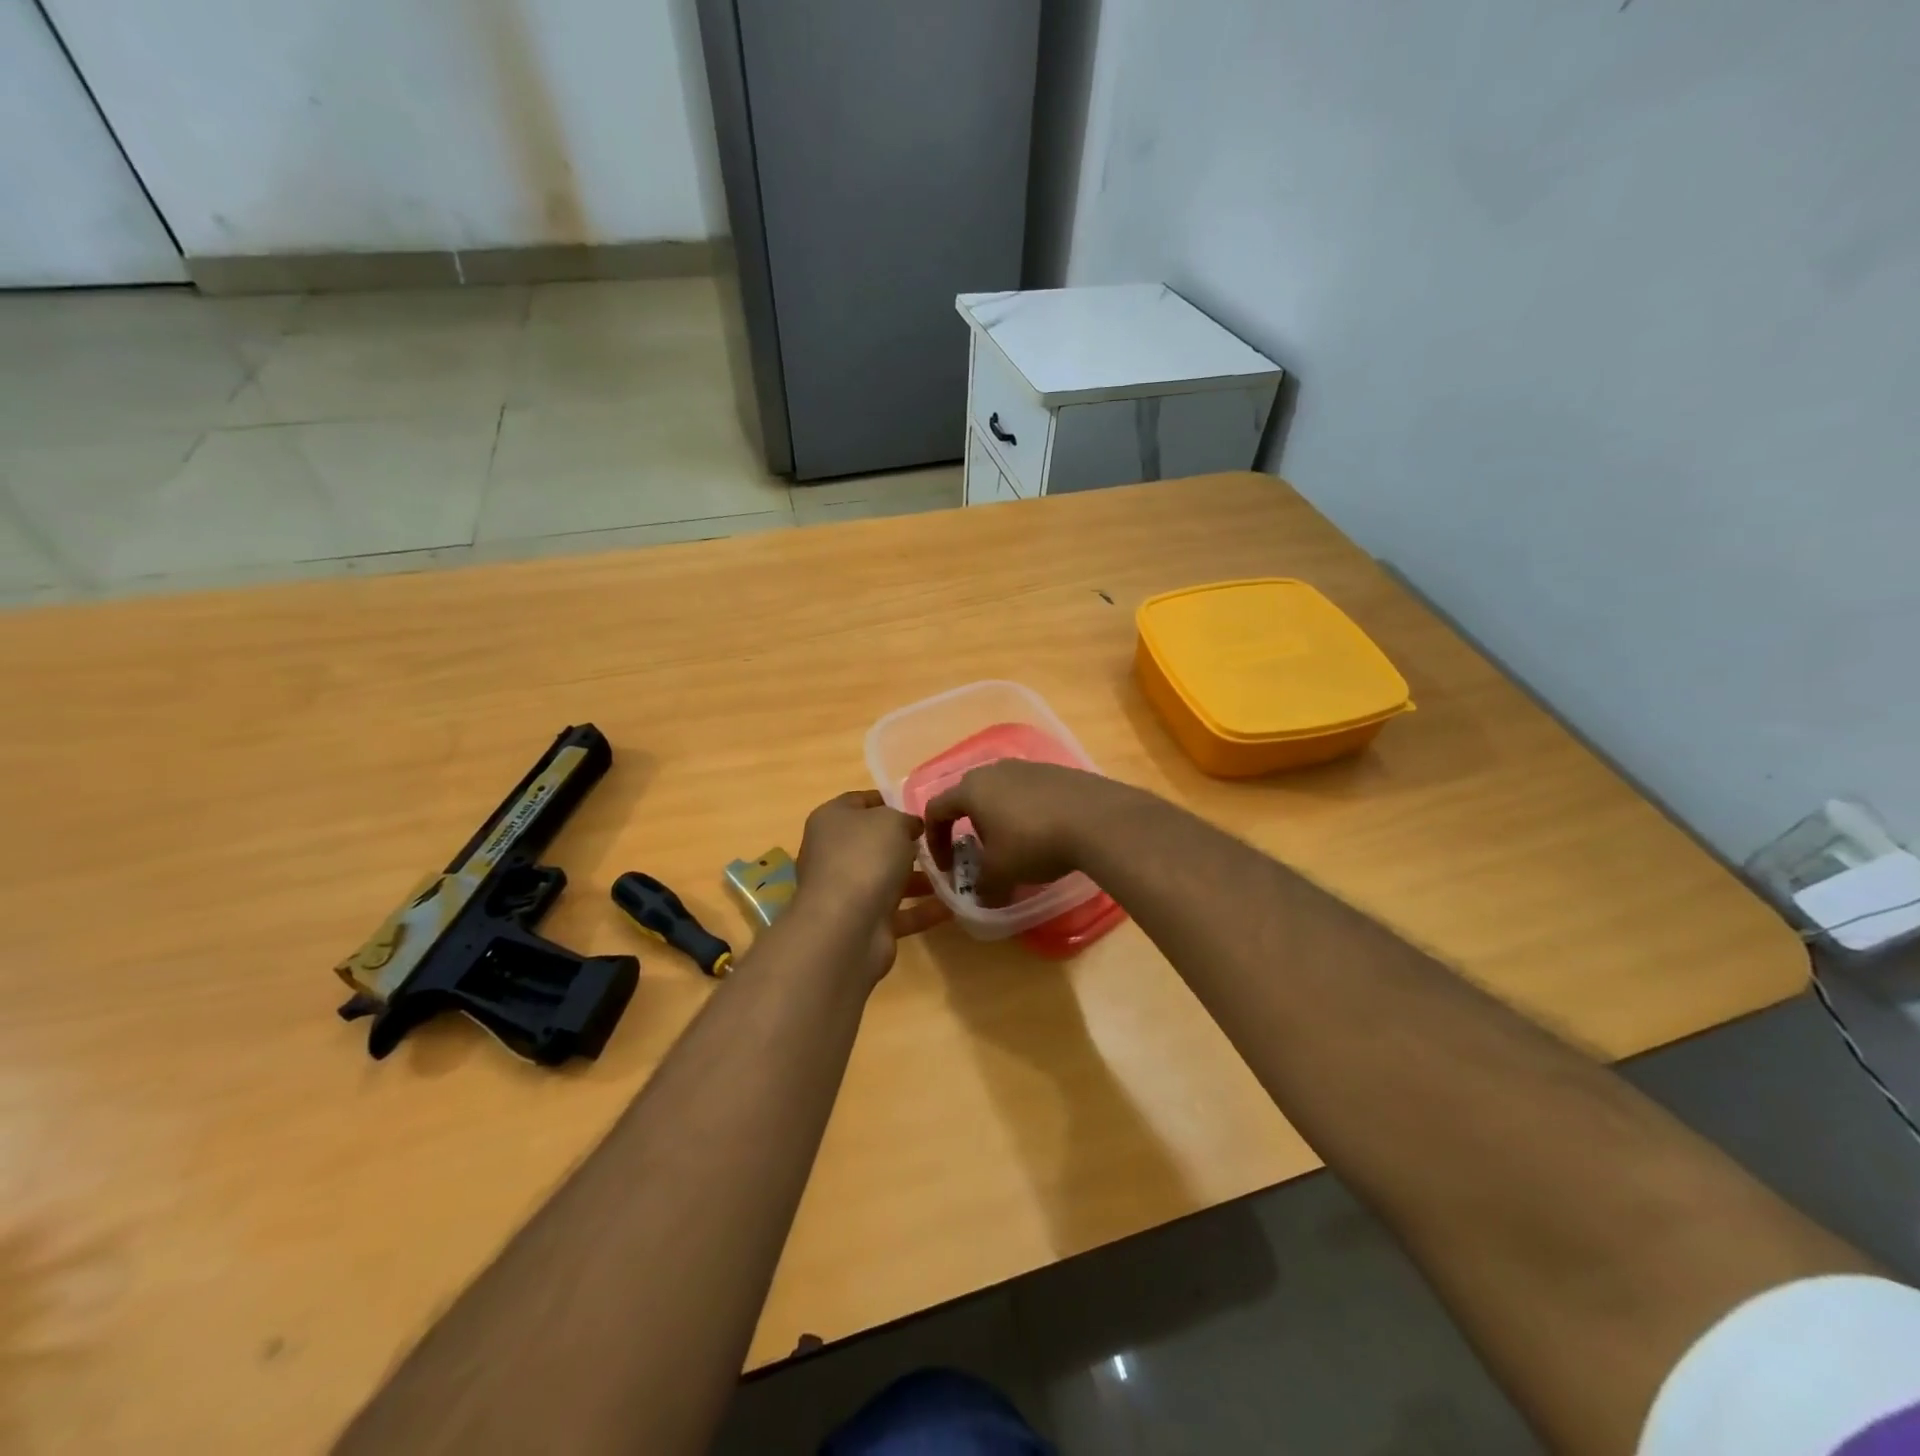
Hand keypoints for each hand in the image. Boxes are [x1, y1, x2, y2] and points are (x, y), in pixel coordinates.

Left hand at [794, 790, 950, 981]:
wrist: (846, 927)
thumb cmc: (865, 857)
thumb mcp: (892, 821)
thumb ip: (905, 819)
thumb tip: (911, 828)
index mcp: (831, 821)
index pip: (859, 801)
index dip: (889, 801)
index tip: (920, 807)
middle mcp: (834, 854)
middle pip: (874, 843)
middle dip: (907, 843)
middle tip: (942, 841)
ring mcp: (846, 892)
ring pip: (886, 879)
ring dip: (918, 879)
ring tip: (954, 874)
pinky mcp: (862, 923)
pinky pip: (898, 912)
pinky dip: (922, 910)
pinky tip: (952, 906)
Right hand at [924, 761, 1124, 906]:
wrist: (1097, 819)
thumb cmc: (1034, 843)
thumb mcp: (1001, 874)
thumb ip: (983, 887)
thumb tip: (981, 897)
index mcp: (971, 789)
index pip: (937, 810)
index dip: (935, 841)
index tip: (948, 868)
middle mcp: (995, 770)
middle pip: (969, 797)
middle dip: (969, 828)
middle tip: (981, 854)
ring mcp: (1028, 766)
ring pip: (1001, 793)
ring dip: (999, 819)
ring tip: (1015, 846)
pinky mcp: (1056, 771)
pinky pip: (1029, 792)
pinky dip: (1027, 813)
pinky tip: (1045, 834)